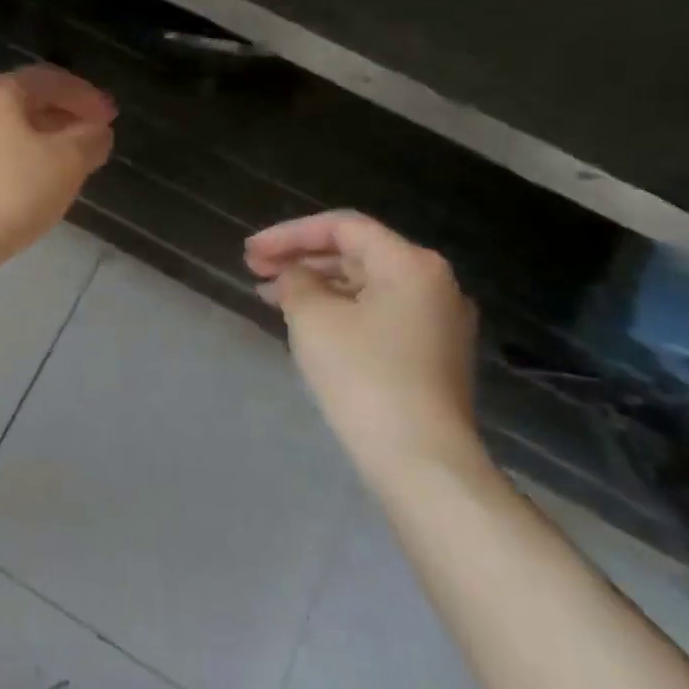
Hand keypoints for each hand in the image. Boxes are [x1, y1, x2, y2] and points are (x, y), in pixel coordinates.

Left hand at [0, 66, 115, 273]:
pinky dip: (20, 163)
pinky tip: (32, 188)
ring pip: (9, 132)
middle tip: (93, 137)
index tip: (111, 116)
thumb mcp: (64, 163)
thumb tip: (96, 130)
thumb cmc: (6, 192)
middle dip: (63, 117)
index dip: (85, 95)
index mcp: (0, 92)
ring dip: (42, 142)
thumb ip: (88, 141)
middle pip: (26, 102)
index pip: (51, 79)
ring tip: (68, 165)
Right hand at [246, 211, 482, 482]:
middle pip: (355, 253)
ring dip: (316, 285)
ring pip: (365, 285)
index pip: (341, 227)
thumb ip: (295, 281)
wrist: (421, 461)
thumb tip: (295, 276)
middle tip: (255, 270)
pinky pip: (378, 313)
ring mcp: (438, 321)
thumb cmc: (364, 376)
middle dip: (300, 258)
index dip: (289, 234)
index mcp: (410, 263)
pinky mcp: (433, 354)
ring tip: (270, 297)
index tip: (250, 252)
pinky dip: (339, 310)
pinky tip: (307, 323)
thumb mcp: (313, 317)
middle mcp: (433, 283)